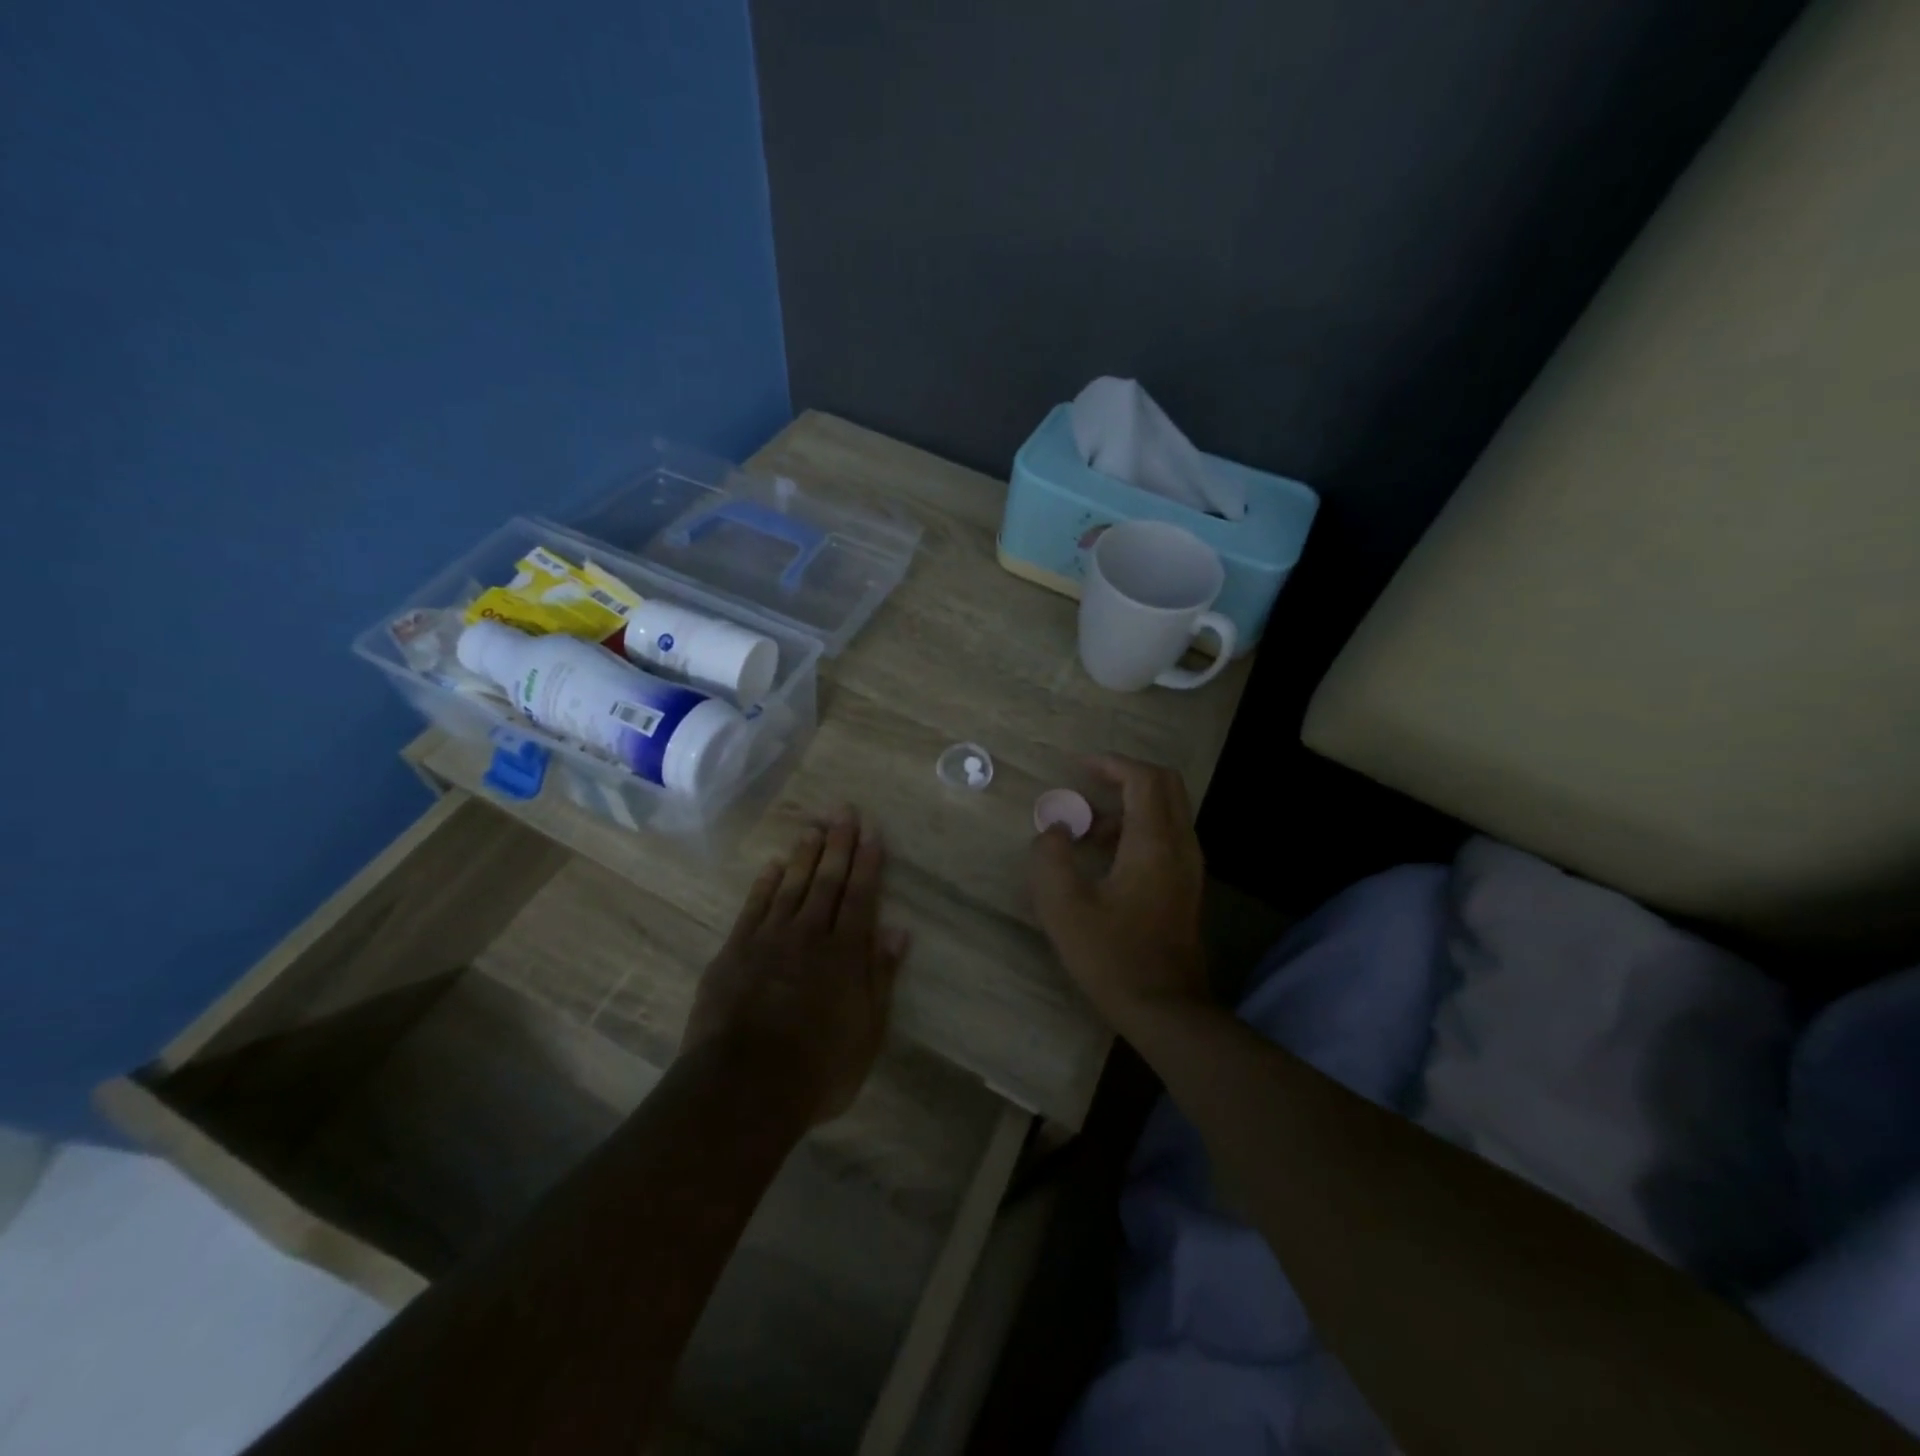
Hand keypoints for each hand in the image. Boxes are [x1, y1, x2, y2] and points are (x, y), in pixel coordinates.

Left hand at [684, 808, 908, 1125]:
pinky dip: (765, 884)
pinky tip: (773, 866)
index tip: (872, 832)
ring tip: (814, 827)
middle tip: (844, 811)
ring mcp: (768, 940)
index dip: (867, 862)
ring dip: (804, 855)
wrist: (743, 1088)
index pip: (861, 896)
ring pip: (791, 886)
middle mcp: (809, 935)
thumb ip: (881, 978)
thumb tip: (898, 932)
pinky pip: (753, 907)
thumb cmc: (817, 1069)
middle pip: (827, 881)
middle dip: (838, 844)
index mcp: (845, 954)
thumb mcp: (867, 1032)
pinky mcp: (734, 952)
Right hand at [1029, 756, 1208, 1034]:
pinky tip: (1107, 859)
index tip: (1078, 766)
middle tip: (1087, 786)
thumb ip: (1051, 858)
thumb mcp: (1064, 908)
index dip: (1111, 764)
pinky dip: (1139, 828)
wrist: (1165, 1009)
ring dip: (1129, 806)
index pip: (1143, 779)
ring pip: (1168, 811)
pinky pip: (1168, 836)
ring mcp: (1190, 867)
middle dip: (1125, 776)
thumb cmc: (1112, 956)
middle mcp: (1181, 846)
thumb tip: (1054, 829)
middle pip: (1166, 785)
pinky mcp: (1188, 886)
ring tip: (1087, 832)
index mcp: (1154, 843)